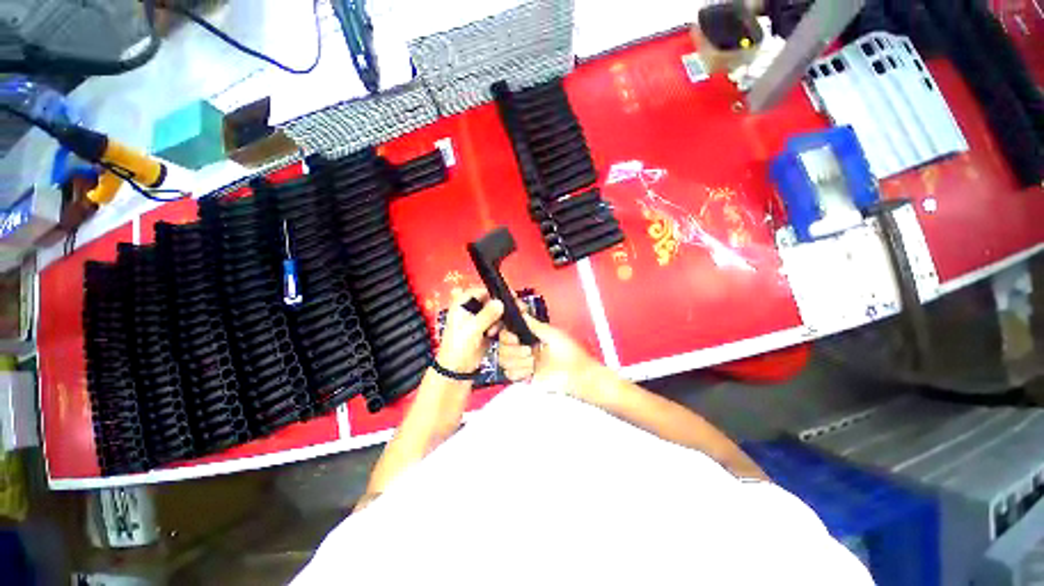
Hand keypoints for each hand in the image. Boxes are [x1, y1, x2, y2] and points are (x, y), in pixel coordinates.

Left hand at [436, 288, 503, 373]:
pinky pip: (496, 323)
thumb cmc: (459, 346)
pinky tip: (496, 334)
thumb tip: (500, 302)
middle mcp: (471, 309)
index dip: (495, 292)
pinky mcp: (485, 329)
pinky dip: (499, 326)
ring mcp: (479, 319)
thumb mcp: (472, 329)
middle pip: (490, 300)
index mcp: (462, 304)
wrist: (457, 369)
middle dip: (500, 306)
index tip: (510, 295)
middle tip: (515, 309)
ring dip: (500, 318)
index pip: (481, 290)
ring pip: (495, 312)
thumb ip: (487, 314)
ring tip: (494, 330)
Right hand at [498, 314, 599, 392]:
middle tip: (529, 351)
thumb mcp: (552, 333)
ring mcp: (523, 363)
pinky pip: (509, 374)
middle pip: (501, 347)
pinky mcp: (523, 377)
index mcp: (529, 336)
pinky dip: (520, 372)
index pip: (506, 333)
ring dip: (519, 362)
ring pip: (504, 361)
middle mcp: (524, 348)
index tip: (514, 338)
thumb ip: (534, 324)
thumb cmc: (571, 353)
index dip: (507, 336)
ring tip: (533, 362)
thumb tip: (522, 313)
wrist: (576, 374)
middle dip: (515, 350)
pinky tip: (531, 371)